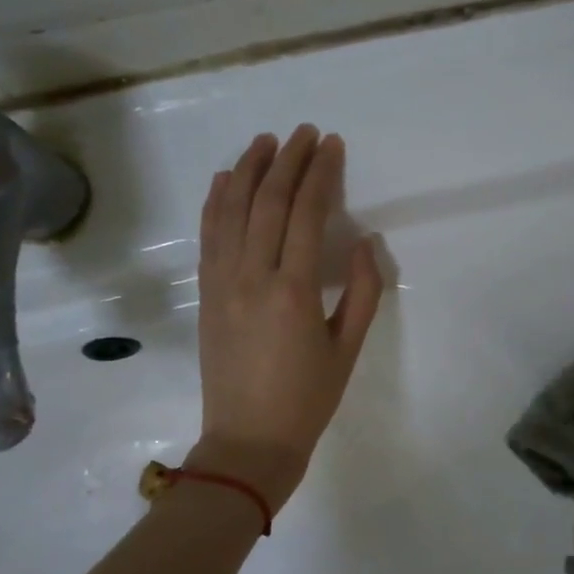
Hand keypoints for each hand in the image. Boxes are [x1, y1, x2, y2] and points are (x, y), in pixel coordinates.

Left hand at [189, 125, 382, 509]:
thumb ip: (363, 291)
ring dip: (247, 170)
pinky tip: (225, 179)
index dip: (319, 174)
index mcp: (293, 290)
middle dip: (287, 160)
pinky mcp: (206, 293)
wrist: (247, 441)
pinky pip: (208, 235)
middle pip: (267, 202)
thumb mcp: (348, 348)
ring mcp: (221, 283)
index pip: (305, 214)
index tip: (330, 145)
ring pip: (230, 210)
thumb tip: (367, 242)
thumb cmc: (308, 399)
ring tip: (265, 141)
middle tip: (304, 132)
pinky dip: (216, 201)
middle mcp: (252, 276)